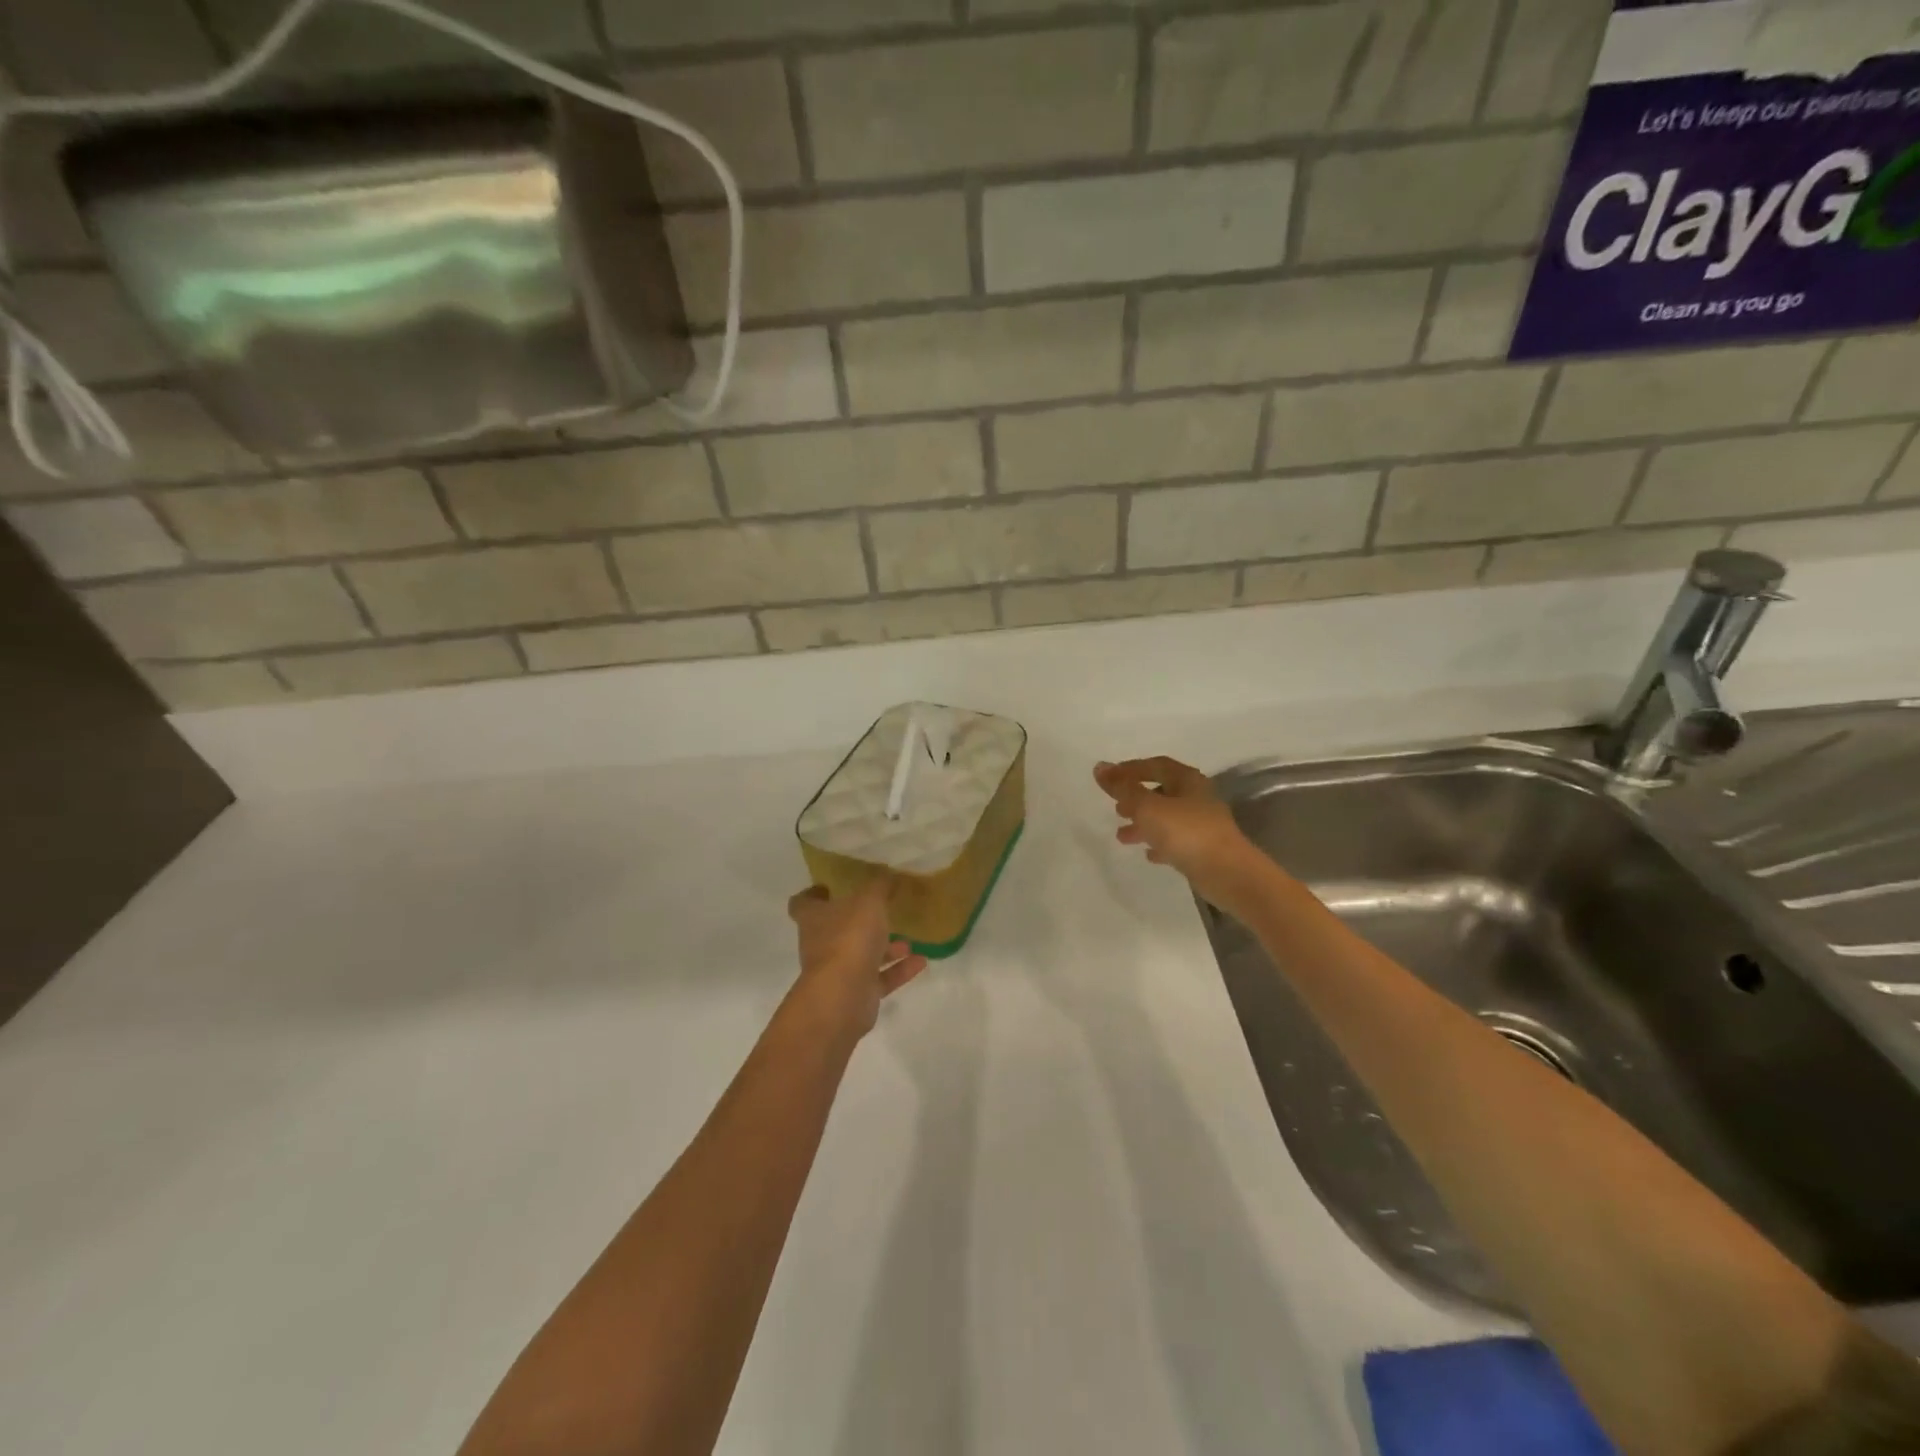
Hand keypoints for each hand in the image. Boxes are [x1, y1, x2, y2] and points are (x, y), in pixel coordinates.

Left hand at [787, 878, 928, 1037]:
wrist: (843, 996)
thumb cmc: (849, 938)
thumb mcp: (869, 901)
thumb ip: (879, 885)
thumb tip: (887, 872)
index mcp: (814, 918)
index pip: (803, 903)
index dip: (813, 894)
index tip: (829, 887)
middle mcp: (821, 944)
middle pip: (836, 929)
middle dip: (860, 921)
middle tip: (883, 910)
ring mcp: (838, 971)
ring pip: (861, 955)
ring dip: (885, 948)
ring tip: (909, 939)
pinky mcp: (856, 994)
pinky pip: (880, 978)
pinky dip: (899, 970)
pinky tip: (921, 961)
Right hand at [1095, 757, 1264, 910]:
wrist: (1227, 873)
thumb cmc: (1186, 832)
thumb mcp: (1147, 807)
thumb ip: (1122, 788)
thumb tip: (1100, 767)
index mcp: (1187, 780)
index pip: (1156, 765)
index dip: (1131, 769)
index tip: (1109, 777)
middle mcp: (1197, 798)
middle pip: (1162, 791)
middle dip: (1136, 799)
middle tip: (1116, 808)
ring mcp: (1202, 824)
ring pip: (1167, 818)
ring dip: (1144, 824)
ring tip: (1122, 836)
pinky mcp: (1204, 849)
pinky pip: (1176, 841)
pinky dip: (1159, 843)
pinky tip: (1148, 854)